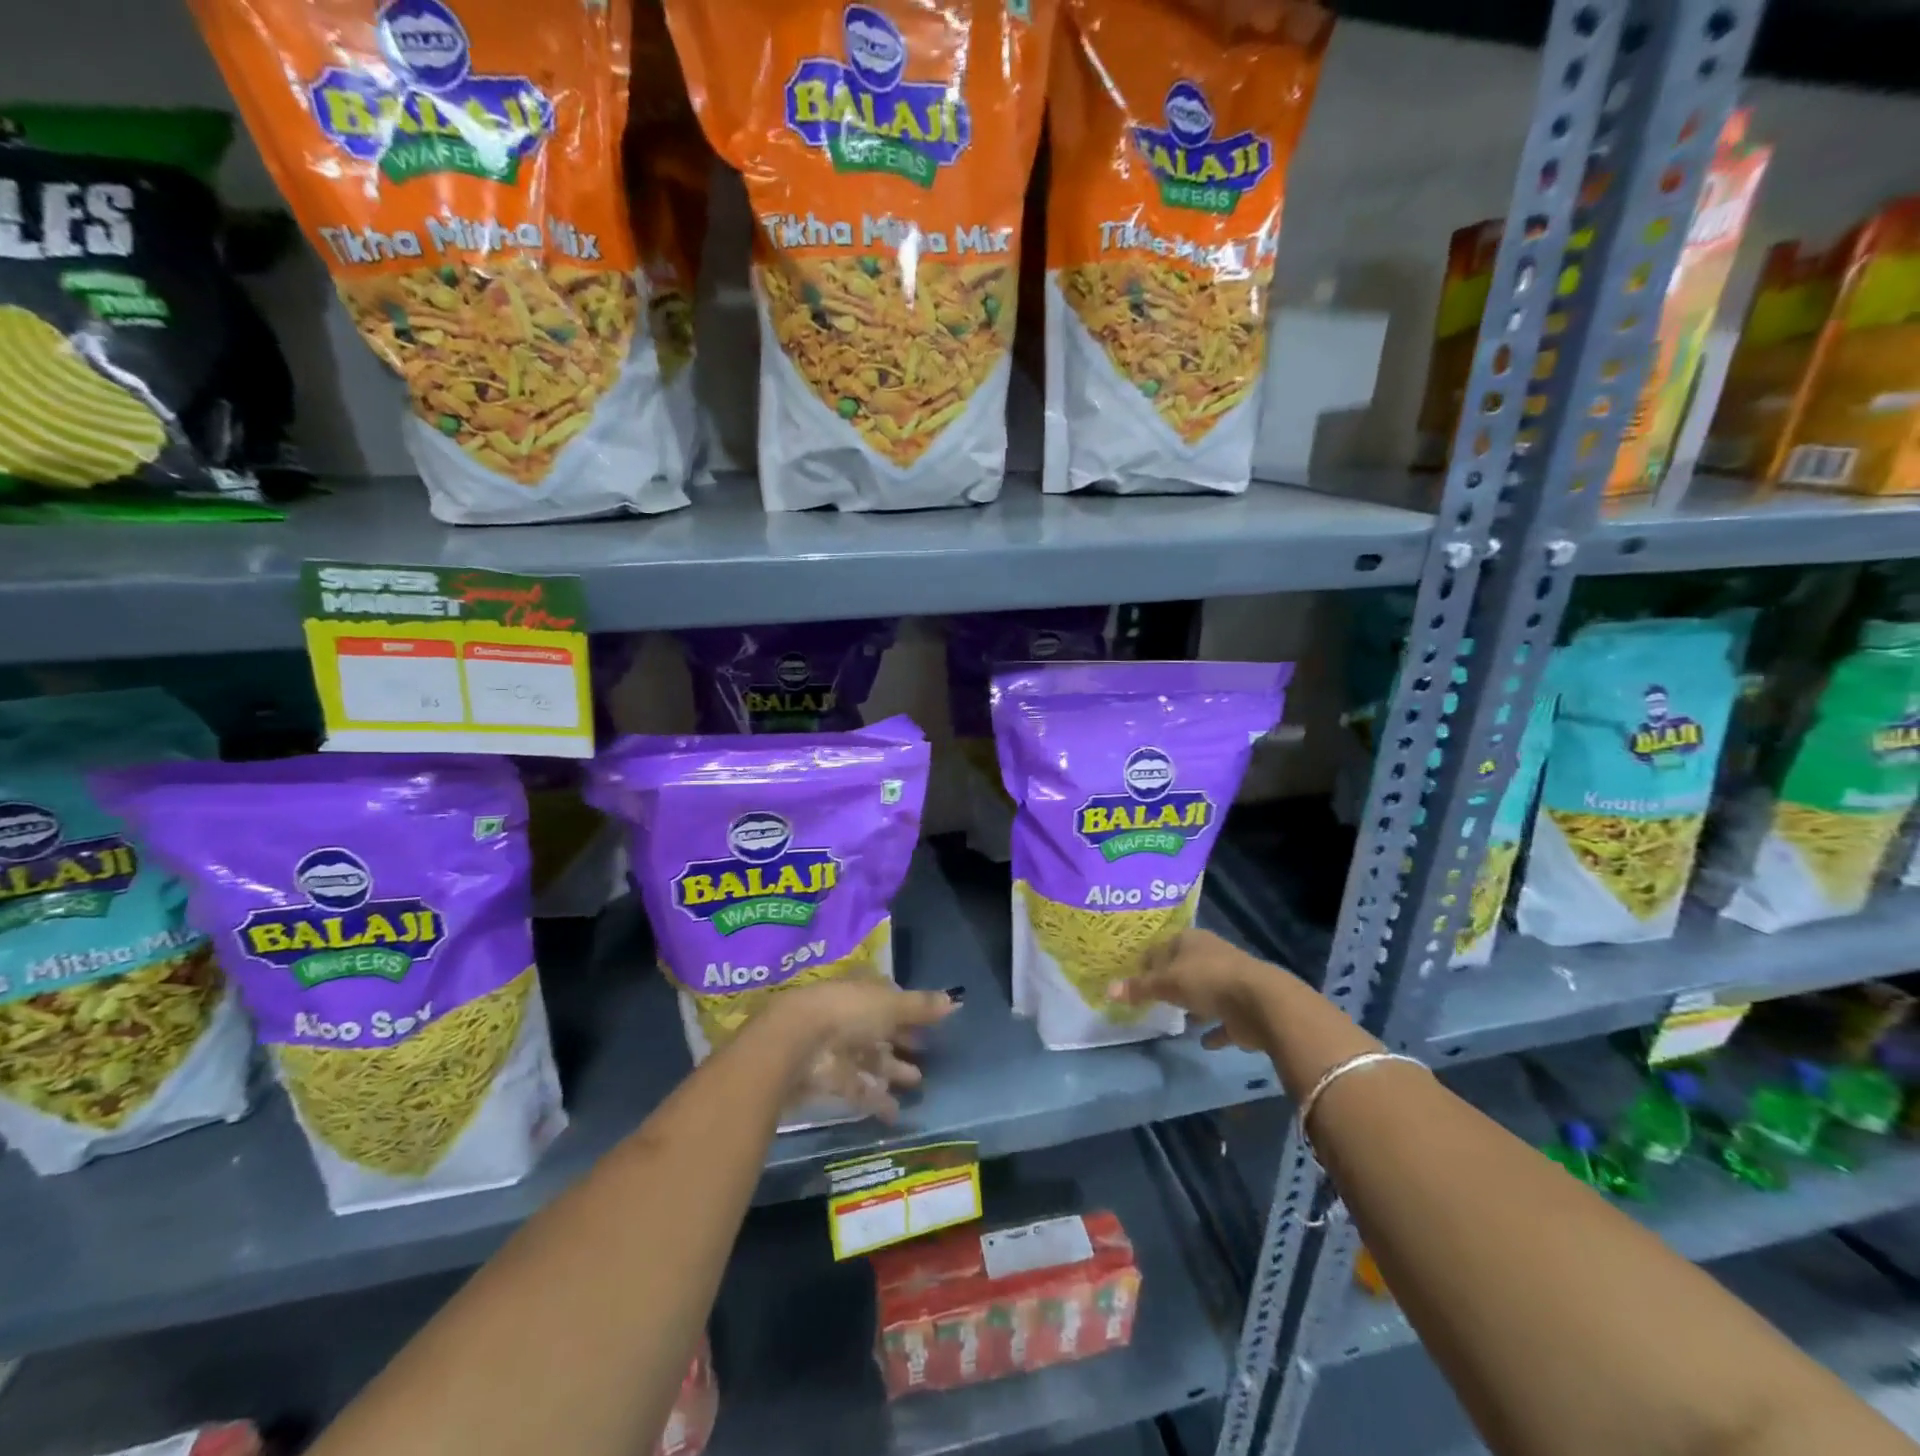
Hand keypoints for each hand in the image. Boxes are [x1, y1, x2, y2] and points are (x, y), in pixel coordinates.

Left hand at [761, 976, 958, 1120]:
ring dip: (892, 1071)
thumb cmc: (849, 1012)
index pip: (887, 997)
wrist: (797, 1041)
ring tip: (917, 1083)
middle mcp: (849, 1015)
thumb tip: (955, 1000)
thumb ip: (921, 1007)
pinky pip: (856, 1087)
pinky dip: (875, 1099)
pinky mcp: (827, 1077)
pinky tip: (895, 1113)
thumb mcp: (891, 1005)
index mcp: (862, 991)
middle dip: (901, 1043)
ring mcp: (836, 1046)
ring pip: (869, 1059)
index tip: (929, 1025)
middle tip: (925, 1056)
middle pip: (879, 1030)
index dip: (908, 1011)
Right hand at [1112, 929, 1282, 1053]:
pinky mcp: (1244, 1009)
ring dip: (1194, 1003)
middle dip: (1172, 980)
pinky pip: (1223, 1020)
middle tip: (1152, 996)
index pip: (1163, 946)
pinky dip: (1215, 1029)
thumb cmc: (1207, 980)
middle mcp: (1211, 956)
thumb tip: (1107, 990)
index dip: (1148, 960)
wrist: (1262, 1003)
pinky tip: (1203, 1041)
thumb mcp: (1166, 983)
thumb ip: (1140, 988)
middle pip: (1185, 967)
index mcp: (1191, 941)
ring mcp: (1231, 982)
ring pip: (1206, 991)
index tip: (1134, 975)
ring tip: (1177, 1017)